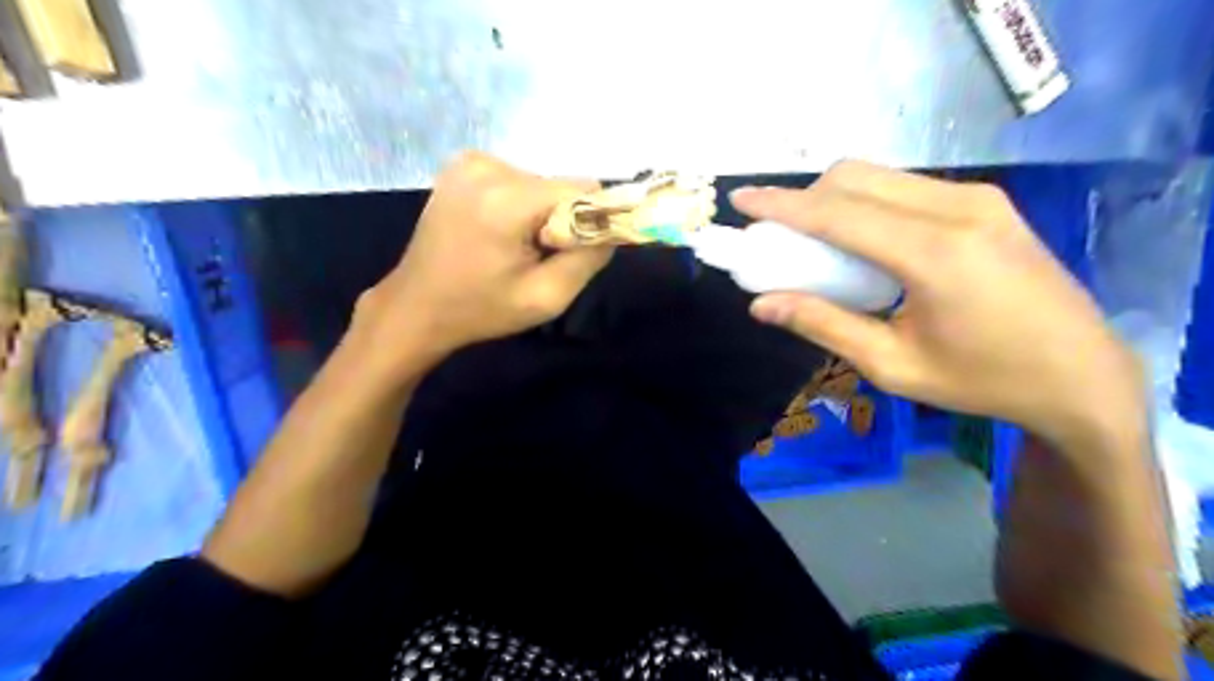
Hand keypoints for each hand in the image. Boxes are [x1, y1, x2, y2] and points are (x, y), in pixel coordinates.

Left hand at [358, 153, 611, 369]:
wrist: (417, 306)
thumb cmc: (481, 309)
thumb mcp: (547, 298)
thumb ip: (590, 258)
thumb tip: (613, 226)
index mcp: (508, 199)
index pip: (584, 189)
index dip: (589, 221)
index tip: (569, 252)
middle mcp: (489, 166)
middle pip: (559, 185)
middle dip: (559, 220)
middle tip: (534, 256)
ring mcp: (470, 161)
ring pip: (539, 183)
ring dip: (538, 214)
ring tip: (511, 247)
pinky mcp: (462, 165)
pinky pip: (516, 180)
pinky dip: (518, 205)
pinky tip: (496, 232)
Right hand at [734, 157, 1144, 447]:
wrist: (1084, 374)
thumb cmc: (983, 380)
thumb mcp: (893, 365)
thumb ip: (824, 325)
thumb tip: (761, 304)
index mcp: (934, 254)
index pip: (838, 213)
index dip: (782, 204)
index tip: (740, 199)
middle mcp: (957, 209)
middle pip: (855, 178)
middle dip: (805, 198)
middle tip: (781, 237)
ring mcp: (978, 198)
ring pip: (880, 177)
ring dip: (835, 199)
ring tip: (817, 242)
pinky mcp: (987, 201)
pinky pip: (905, 187)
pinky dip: (867, 204)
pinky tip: (864, 241)